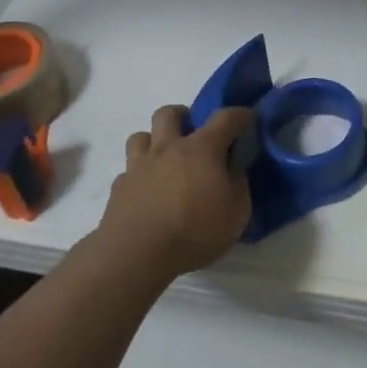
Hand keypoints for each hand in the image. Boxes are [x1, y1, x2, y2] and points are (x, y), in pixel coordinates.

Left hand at [96, 105, 254, 282]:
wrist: (137, 254)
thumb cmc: (194, 231)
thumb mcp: (237, 212)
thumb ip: (239, 184)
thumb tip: (234, 170)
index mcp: (202, 149)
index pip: (225, 118)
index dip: (240, 115)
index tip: (248, 119)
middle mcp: (168, 148)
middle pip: (169, 113)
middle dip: (183, 116)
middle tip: (193, 135)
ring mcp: (139, 166)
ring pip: (141, 136)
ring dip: (153, 142)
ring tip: (164, 161)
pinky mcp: (119, 188)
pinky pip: (128, 171)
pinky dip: (138, 176)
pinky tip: (146, 193)